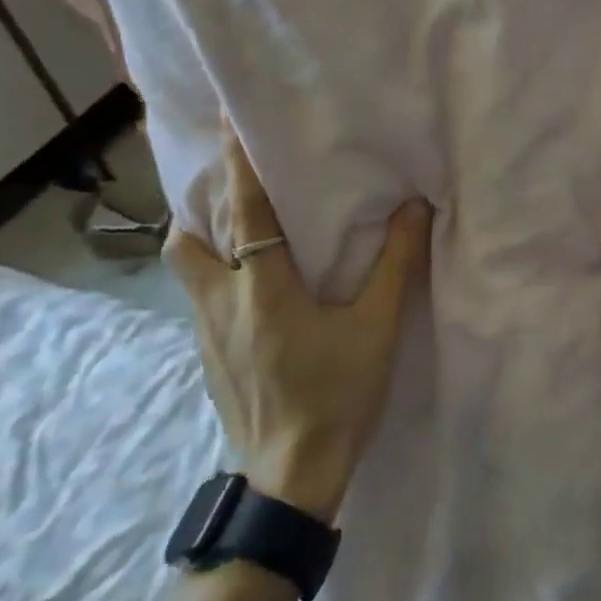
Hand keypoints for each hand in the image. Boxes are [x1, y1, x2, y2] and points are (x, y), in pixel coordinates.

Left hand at [166, 122, 432, 521]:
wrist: (290, 477)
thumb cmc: (336, 394)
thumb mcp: (377, 327)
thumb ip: (396, 264)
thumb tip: (414, 207)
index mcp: (262, 289)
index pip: (244, 212)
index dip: (238, 163)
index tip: (231, 122)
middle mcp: (221, 303)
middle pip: (187, 238)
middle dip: (201, 200)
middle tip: (232, 178)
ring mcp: (206, 333)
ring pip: (186, 267)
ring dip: (201, 235)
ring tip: (235, 222)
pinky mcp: (208, 357)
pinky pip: (199, 294)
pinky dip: (212, 269)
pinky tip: (248, 281)